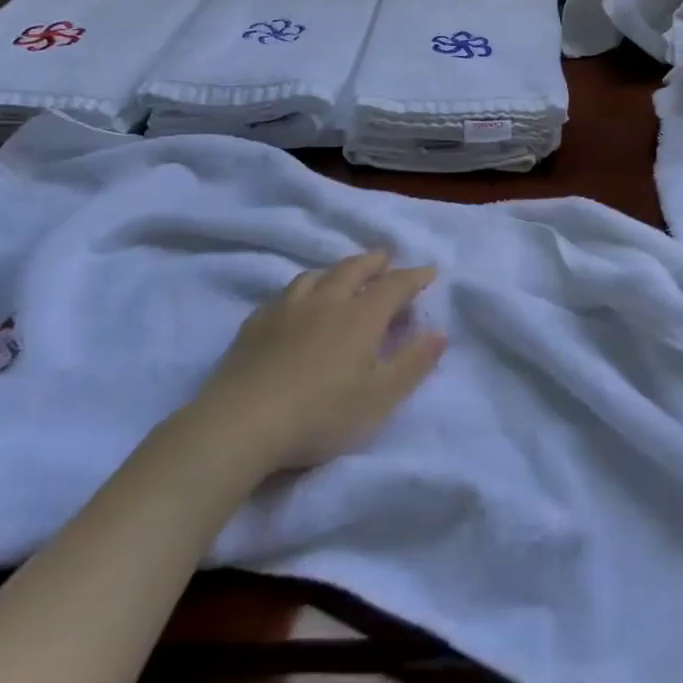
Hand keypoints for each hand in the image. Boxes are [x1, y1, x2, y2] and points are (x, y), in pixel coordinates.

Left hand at [189, 251, 445, 471]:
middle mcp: (326, 301)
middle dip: (375, 262)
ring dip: (337, 270)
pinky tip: (297, 303)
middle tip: (386, 258)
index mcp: (360, 316)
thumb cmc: (321, 414)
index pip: (394, 285)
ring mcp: (287, 309)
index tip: (430, 272)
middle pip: (354, 269)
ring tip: (343, 276)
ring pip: (316, 276)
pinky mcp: (256, 324)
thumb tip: (440, 332)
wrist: (241, 424)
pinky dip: (303, 290)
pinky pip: (285, 294)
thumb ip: (413, 364)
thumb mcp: (380, 398)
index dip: (415, 277)